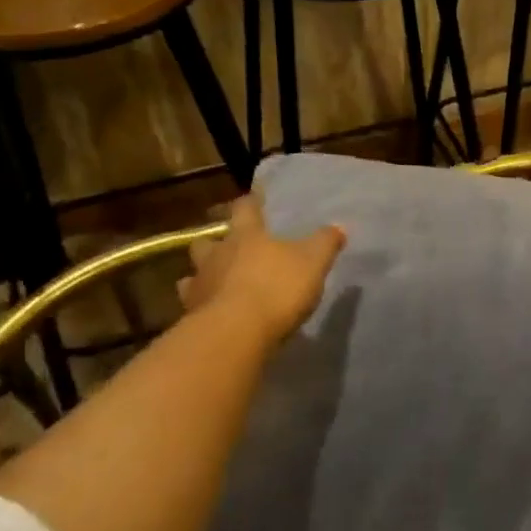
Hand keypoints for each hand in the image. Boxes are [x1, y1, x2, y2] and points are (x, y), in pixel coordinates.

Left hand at [178, 192, 346, 344]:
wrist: (237, 332)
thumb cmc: (277, 288)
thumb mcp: (313, 262)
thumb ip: (325, 243)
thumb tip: (339, 226)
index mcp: (246, 235)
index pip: (245, 208)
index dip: (251, 202)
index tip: (255, 198)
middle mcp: (217, 254)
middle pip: (208, 239)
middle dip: (217, 241)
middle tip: (229, 246)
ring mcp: (200, 284)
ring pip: (194, 272)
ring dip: (204, 273)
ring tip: (217, 281)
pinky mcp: (191, 314)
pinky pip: (192, 303)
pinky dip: (200, 303)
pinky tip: (211, 310)